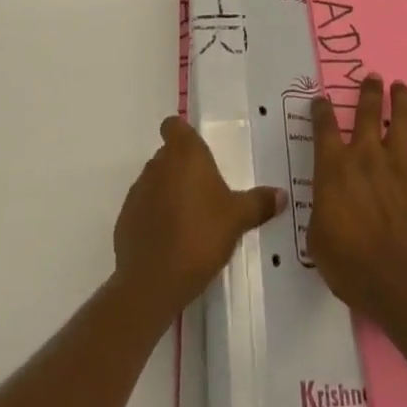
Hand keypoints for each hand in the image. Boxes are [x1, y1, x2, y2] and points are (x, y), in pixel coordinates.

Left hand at [113, 116, 284, 316]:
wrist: (152, 282)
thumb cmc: (200, 236)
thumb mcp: (238, 219)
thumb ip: (259, 203)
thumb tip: (282, 194)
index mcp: (185, 154)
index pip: (174, 125)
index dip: (182, 133)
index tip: (196, 151)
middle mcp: (157, 165)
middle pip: (168, 155)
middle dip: (182, 168)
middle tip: (204, 193)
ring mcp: (137, 192)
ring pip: (155, 182)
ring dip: (168, 193)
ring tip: (189, 221)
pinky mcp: (124, 220)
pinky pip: (143, 209)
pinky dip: (154, 218)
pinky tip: (170, 242)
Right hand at [308, 74, 406, 322]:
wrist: (402, 282)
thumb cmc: (351, 265)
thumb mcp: (318, 240)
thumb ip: (323, 211)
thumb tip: (327, 204)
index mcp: (334, 168)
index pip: (324, 126)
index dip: (321, 109)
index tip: (322, 100)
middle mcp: (366, 155)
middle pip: (368, 111)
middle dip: (369, 91)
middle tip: (373, 77)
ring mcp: (400, 164)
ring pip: (402, 119)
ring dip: (401, 100)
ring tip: (400, 87)